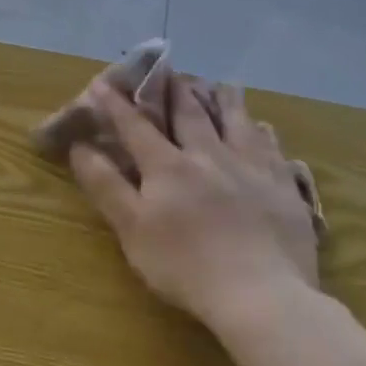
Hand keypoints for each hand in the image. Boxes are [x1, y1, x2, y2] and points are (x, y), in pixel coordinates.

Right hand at [68, 77, 318, 337]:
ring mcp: (252, 171)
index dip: (117, 105)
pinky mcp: (284, 190)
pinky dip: (264, 134)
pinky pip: (274, 151)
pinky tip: (264, 128)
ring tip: (222, 84)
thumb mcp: (131, 228)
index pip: (136, 127)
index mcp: (168, 167)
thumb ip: (105, 184)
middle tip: (171, 69)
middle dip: (176, 91)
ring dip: (226, 102)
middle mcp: (210, 157)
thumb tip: (81, 146)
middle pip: (191, 116)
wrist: (261, 296)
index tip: (103, 82)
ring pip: (237, 125)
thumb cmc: (184, 265)